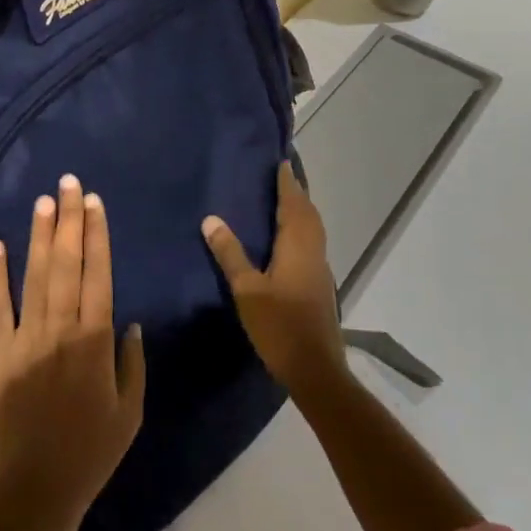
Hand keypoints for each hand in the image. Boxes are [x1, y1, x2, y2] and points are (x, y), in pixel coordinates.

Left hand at [0, 175, 146, 530]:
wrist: (35, 490)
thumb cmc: (91, 452)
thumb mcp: (130, 413)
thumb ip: (133, 363)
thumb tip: (130, 322)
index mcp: (94, 341)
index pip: (97, 274)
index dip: (96, 235)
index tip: (94, 203)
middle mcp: (59, 330)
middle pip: (66, 264)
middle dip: (69, 220)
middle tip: (69, 183)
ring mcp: (24, 339)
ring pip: (34, 277)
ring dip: (40, 236)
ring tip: (43, 201)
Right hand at [203, 162, 346, 396]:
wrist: (315, 369)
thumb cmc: (280, 326)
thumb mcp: (247, 290)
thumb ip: (230, 253)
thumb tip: (211, 218)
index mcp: (297, 246)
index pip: (293, 204)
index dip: (287, 183)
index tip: (281, 162)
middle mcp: (313, 251)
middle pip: (308, 213)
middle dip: (296, 192)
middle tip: (281, 175)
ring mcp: (319, 269)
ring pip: (313, 229)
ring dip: (301, 210)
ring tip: (284, 199)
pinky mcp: (319, 284)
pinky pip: (311, 242)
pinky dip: (302, 228)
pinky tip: (288, 237)